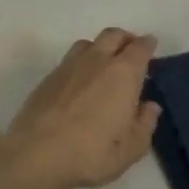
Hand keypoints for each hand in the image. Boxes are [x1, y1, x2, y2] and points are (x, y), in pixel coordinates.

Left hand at [0, 28, 161, 188]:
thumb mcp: (131, 148)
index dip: (148, 44)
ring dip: (100, 47)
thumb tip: (150, 106)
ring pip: (88, 43)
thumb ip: (145, 123)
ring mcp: (68, 66)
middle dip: (125, 38)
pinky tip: (80, 82)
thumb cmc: (92, 152)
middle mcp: (96, 61)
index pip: (140, 48)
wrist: (37, 153)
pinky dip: (80, 63)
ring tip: (104, 63)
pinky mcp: (48, 78)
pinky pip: (69, 60)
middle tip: (131, 50)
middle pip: (113, 35)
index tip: (151, 45)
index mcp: (123, 73)